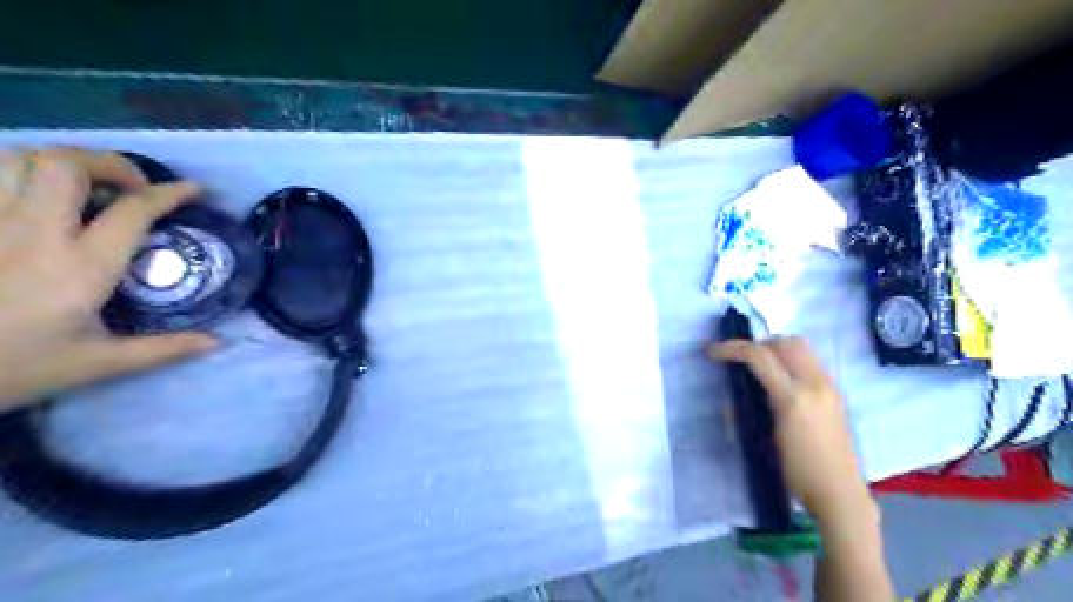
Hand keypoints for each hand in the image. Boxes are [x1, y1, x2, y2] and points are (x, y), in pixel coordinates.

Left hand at [1, 148, 212, 412]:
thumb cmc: (14, 371)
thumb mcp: (99, 365)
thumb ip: (164, 349)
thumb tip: (219, 342)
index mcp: (80, 268)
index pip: (133, 211)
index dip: (170, 194)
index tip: (194, 191)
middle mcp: (32, 234)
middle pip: (66, 165)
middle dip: (109, 164)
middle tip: (132, 188)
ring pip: (16, 158)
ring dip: (60, 164)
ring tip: (83, 187)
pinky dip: (14, 173)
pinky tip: (33, 195)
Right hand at [711, 337, 870, 523]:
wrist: (839, 493)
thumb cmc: (796, 472)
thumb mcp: (764, 439)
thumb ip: (750, 408)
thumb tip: (734, 391)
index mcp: (793, 398)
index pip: (759, 356)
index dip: (731, 349)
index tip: (712, 353)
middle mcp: (814, 384)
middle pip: (785, 342)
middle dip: (758, 344)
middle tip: (741, 359)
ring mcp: (829, 387)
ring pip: (802, 347)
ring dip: (777, 349)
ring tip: (761, 367)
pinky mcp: (836, 393)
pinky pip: (811, 362)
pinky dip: (791, 361)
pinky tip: (782, 382)